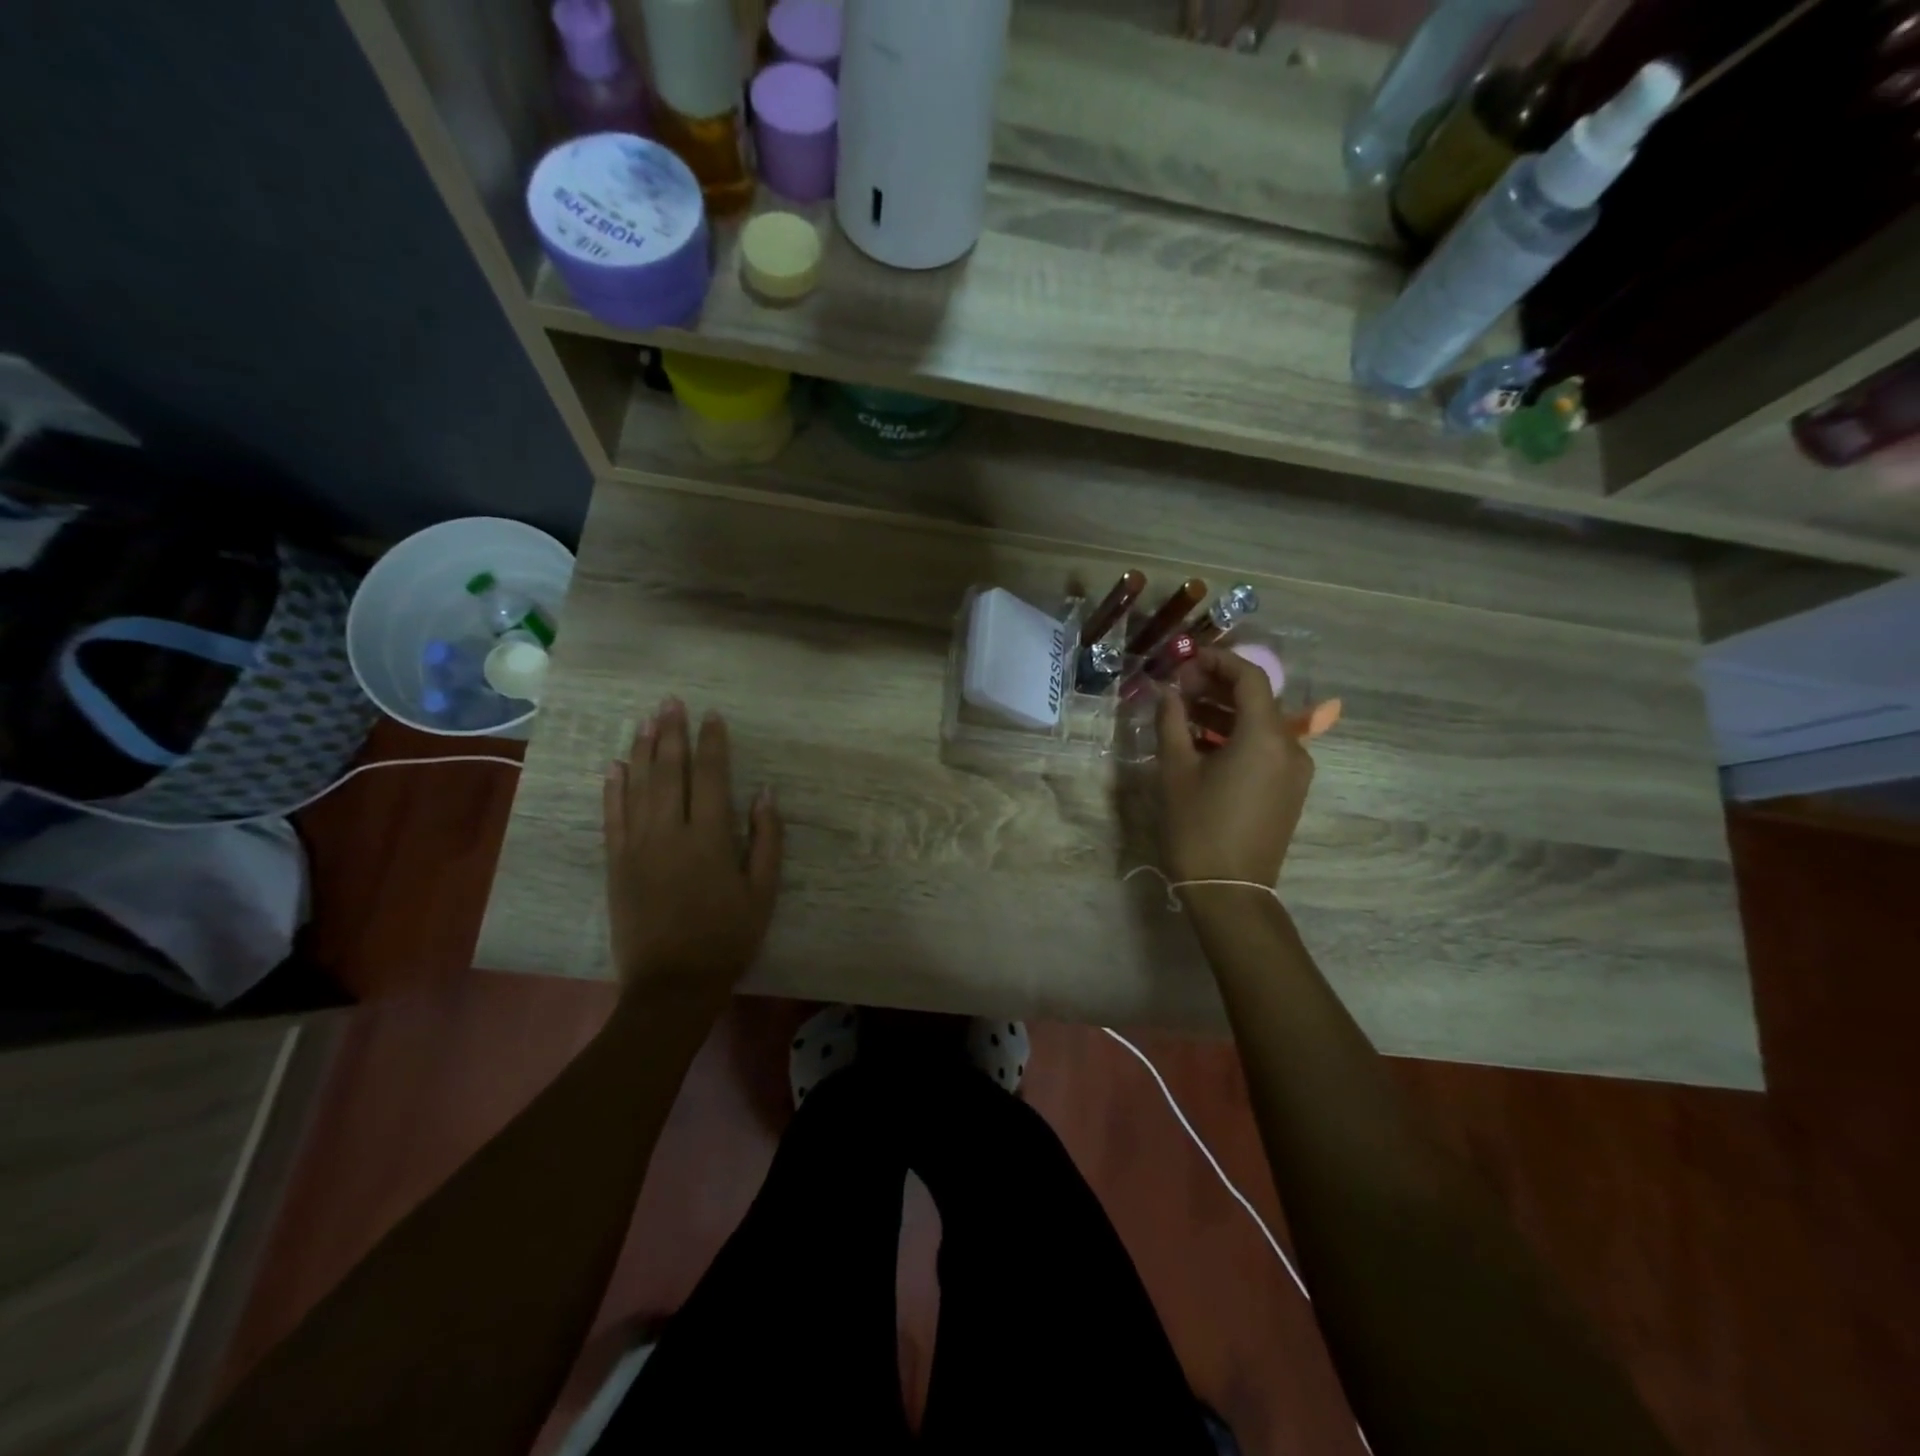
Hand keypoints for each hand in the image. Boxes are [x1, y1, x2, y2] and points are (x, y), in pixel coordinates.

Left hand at [603, 698, 782, 1002]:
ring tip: (646, 721)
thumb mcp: (763, 891)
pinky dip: (613, 789)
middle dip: (672, 733)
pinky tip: (615, 766)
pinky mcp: (616, 864)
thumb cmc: (728, 937)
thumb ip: (766, 839)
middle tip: (671, 702)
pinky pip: (612, 817)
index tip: (713, 716)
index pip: (710, 776)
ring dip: (643, 750)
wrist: (672, 984)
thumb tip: (765, 793)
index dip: (712, 743)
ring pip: (638, 787)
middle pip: (669, 772)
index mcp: (710, 837)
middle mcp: (670, 832)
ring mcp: (637, 846)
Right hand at [1154, 649, 1314, 887]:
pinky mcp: (1290, 790)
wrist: (1230, 891)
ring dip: (1224, 713)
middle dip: (1217, 687)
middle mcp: (1290, 747)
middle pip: (1257, 700)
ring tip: (1183, 714)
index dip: (1218, 661)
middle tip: (1178, 688)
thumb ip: (1171, 722)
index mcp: (1265, 737)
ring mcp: (1295, 771)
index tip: (1186, 659)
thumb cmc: (1198, 827)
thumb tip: (1167, 691)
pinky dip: (1236, 737)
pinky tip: (1202, 744)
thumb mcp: (1176, 771)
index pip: (1249, 678)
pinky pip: (1265, 749)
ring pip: (1261, 725)